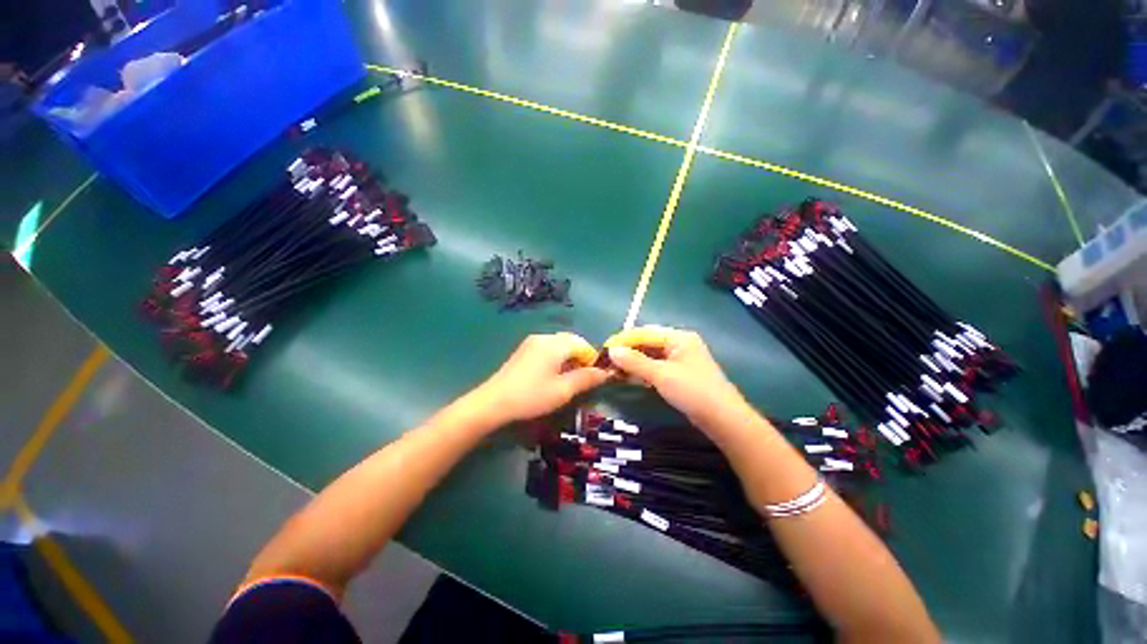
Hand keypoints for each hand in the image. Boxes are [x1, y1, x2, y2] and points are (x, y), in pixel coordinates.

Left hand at [475, 333, 609, 422]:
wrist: (493, 402)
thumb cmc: (531, 396)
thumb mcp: (563, 390)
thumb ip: (586, 379)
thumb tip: (605, 372)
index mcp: (555, 344)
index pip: (583, 344)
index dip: (592, 360)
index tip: (593, 379)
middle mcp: (544, 337)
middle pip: (572, 342)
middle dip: (581, 359)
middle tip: (581, 381)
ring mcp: (532, 342)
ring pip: (560, 345)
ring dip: (569, 359)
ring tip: (567, 380)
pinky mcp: (524, 349)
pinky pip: (548, 348)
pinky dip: (557, 358)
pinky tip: (552, 376)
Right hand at [604, 326, 751, 430]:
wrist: (723, 419)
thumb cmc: (692, 391)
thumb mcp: (661, 375)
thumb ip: (634, 361)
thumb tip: (611, 351)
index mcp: (678, 337)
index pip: (645, 332)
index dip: (624, 340)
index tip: (605, 348)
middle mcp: (680, 344)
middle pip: (648, 343)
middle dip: (628, 352)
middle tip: (608, 361)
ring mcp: (681, 360)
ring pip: (651, 356)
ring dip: (634, 363)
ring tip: (614, 370)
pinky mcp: (681, 374)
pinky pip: (657, 367)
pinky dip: (643, 371)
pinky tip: (630, 377)